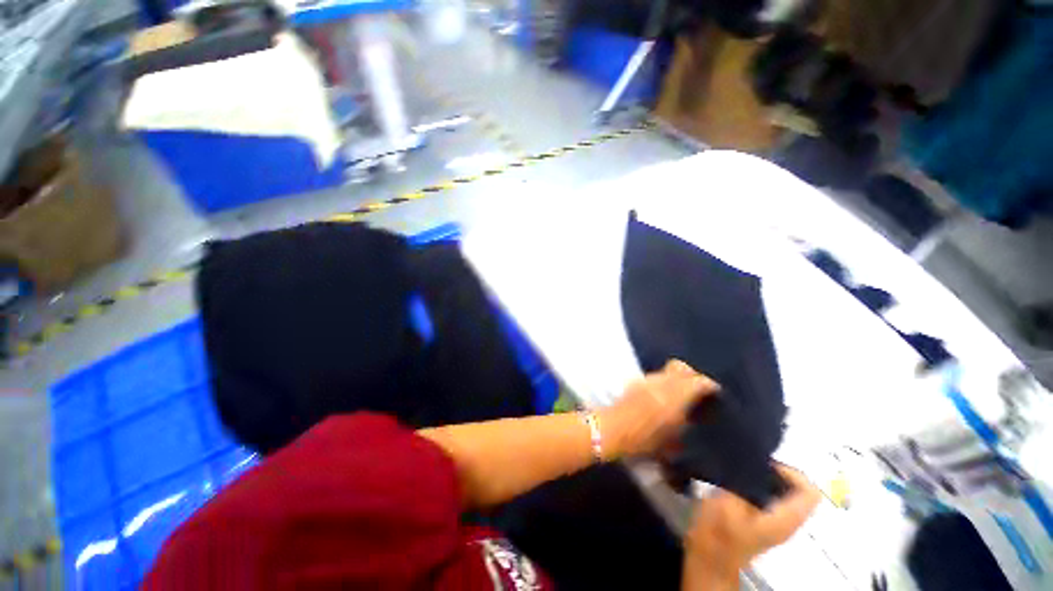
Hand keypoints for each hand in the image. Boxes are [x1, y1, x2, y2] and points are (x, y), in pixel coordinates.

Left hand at [598, 360, 718, 458]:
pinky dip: (663, 381)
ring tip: (680, 392)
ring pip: (667, 370)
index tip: (715, 390)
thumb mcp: (672, 437)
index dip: (708, 384)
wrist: (612, 430)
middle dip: (692, 374)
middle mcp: (660, 383)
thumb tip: (691, 411)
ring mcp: (646, 380)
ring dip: (676, 377)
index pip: (696, 382)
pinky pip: (655, 376)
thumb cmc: (643, 440)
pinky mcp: (636, 381)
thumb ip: (684, 419)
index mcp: (673, 397)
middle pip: (681, 367)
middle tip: (698, 386)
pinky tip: (662, 395)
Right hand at [683, 465, 820, 587]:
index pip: (810, 491)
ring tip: (739, 469)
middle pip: (797, 488)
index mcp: (786, 519)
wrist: (709, 558)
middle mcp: (787, 521)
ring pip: (782, 491)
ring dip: (764, 476)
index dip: (790, 472)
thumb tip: (749, 456)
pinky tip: (735, 481)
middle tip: (748, 464)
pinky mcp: (761, 519)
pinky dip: (757, 483)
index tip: (763, 465)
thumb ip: (743, 481)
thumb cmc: (719, 532)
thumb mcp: (729, 503)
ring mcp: (775, 522)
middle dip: (775, 471)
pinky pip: (769, 495)